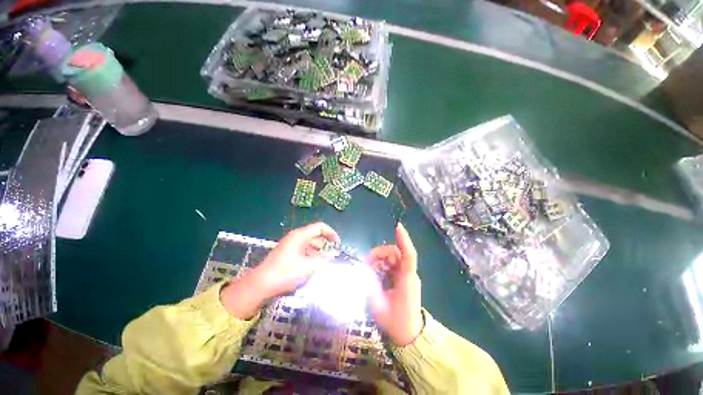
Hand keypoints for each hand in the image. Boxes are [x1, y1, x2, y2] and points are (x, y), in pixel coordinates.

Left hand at [221, 222, 338, 318]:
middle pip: (315, 234)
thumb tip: (333, 254)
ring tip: (325, 261)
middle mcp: (296, 237)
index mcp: (300, 235)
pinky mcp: (288, 252)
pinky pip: (304, 249)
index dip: (331, 233)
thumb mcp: (307, 267)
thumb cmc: (285, 273)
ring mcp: (291, 244)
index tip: (338, 243)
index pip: (320, 227)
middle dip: (326, 243)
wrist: (261, 284)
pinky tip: (315, 265)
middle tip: (333, 254)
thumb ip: (323, 259)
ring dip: (319, 250)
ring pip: (310, 243)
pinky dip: (312, 254)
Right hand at [367, 223, 422, 345]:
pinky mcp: (403, 278)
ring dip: (379, 260)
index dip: (404, 240)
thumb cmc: (396, 323)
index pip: (408, 255)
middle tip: (365, 264)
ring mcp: (406, 276)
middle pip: (395, 253)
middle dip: (379, 254)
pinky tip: (374, 275)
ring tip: (368, 270)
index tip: (397, 227)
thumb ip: (369, 287)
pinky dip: (381, 266)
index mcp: (407, 280)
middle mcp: (408, 274)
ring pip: (392, 258)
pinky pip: (391, 266)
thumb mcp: (378, 306)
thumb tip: (362, 272)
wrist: (410, 337)